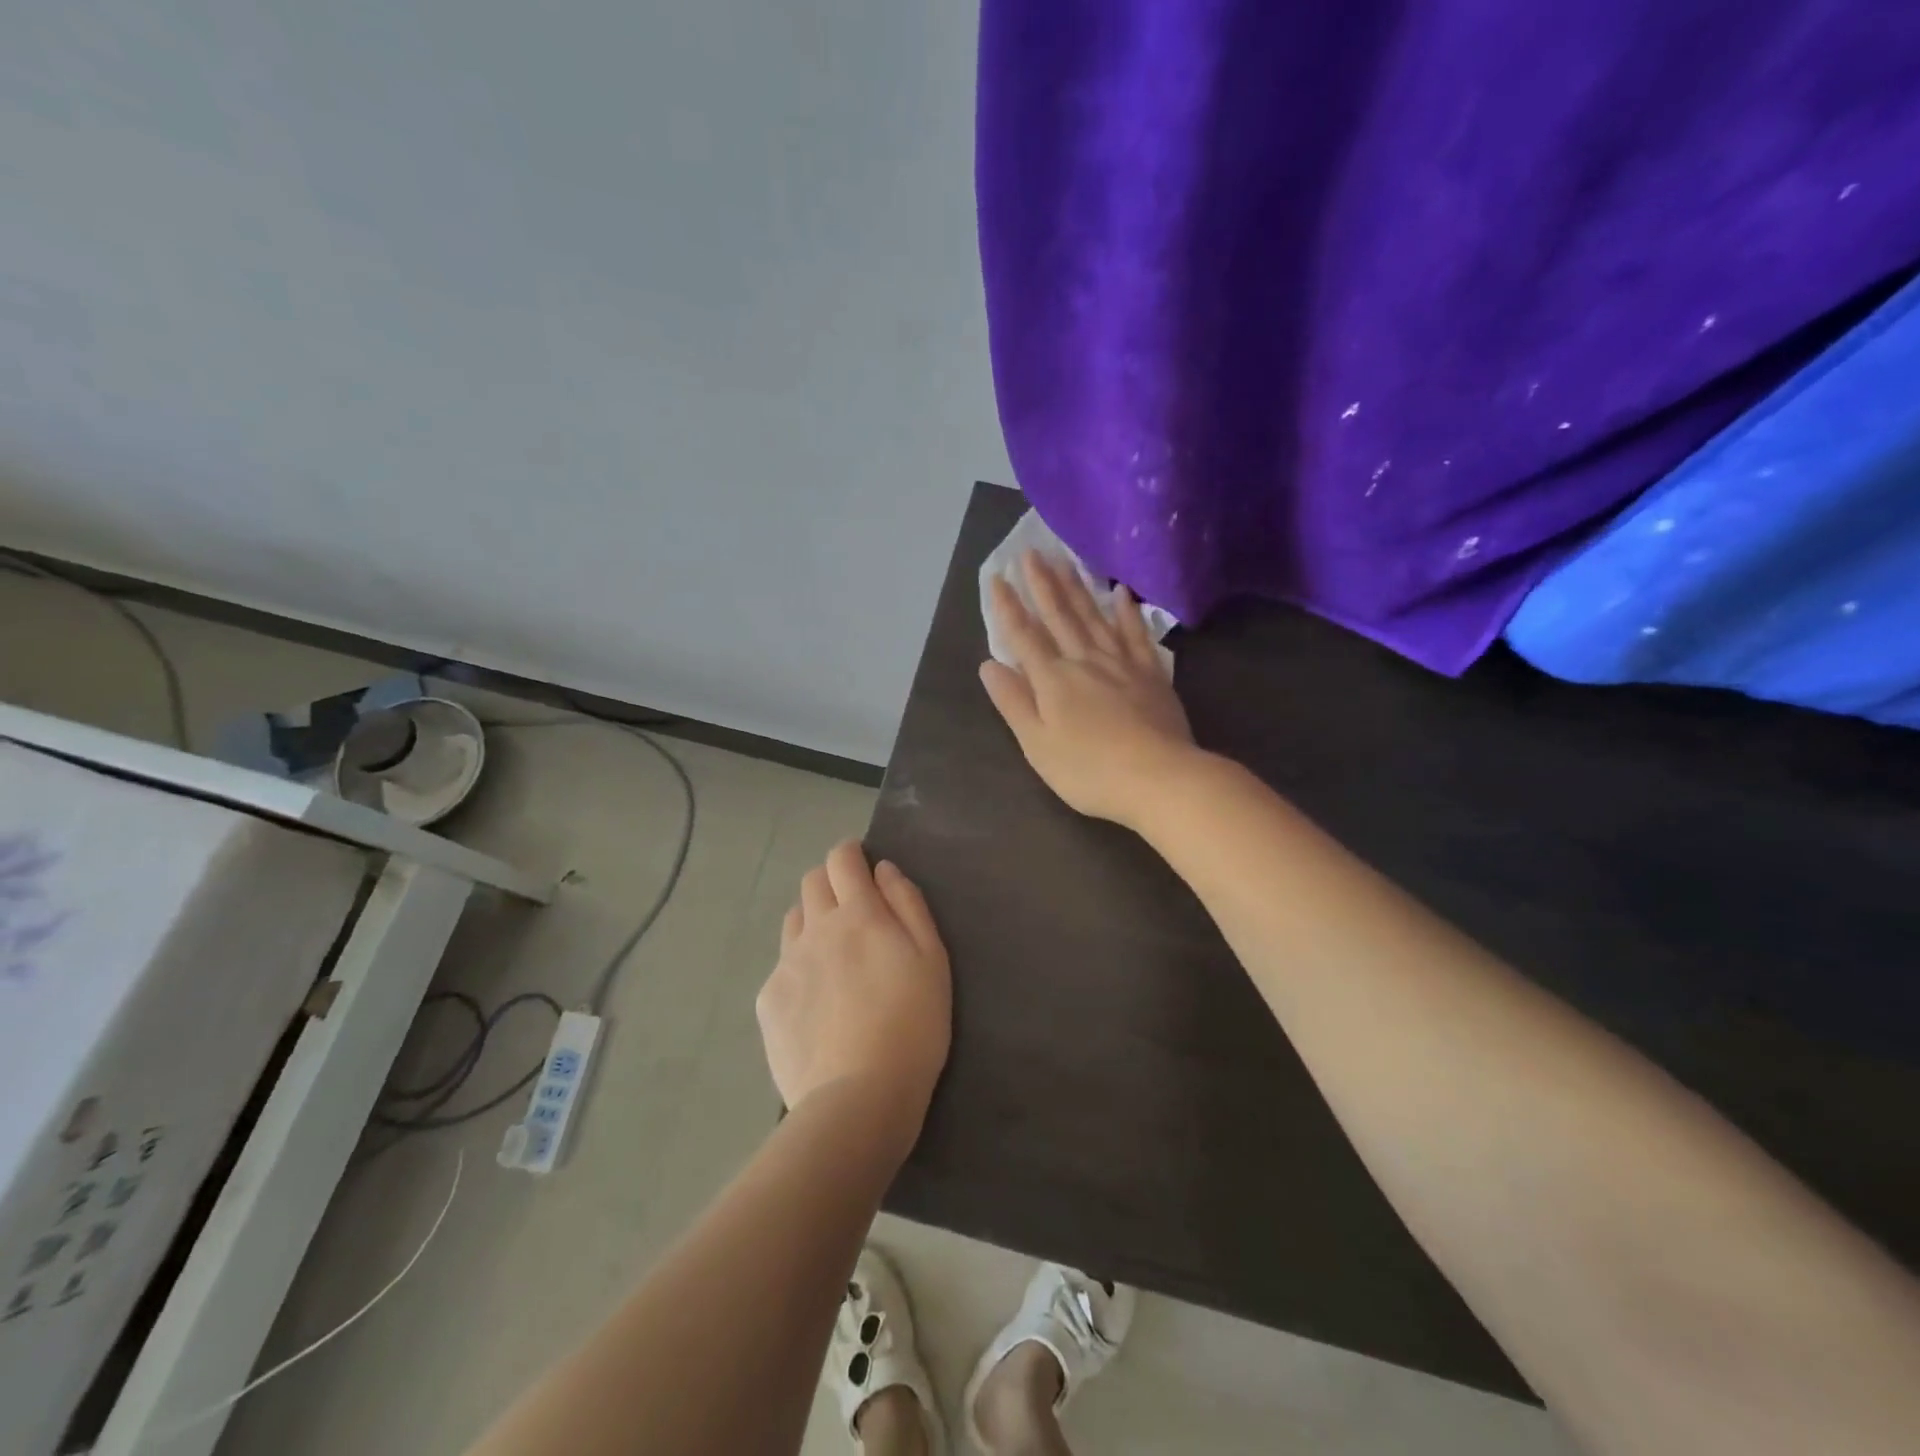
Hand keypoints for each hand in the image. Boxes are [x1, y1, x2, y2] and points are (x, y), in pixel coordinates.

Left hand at [756, 841, 950, 1146]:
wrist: (858, 1097)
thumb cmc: (913, 1025)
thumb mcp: (932, 959)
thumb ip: (908, 905)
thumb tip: (884, 870)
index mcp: (859, 914)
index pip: (842, 859)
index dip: (850, 853)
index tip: (860, 863)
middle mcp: (816, 929)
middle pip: (812, 882)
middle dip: (831, 882)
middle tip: (854, 911)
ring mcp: (787, 964)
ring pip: (794, 920)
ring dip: (813, 921)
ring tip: (834, 955)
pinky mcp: (768, 1000)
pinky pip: (782, 965)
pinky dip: (800, 967)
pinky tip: (818, 1002)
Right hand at [980, 550, 1197, 826]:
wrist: (1159, 778)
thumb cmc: (1089, 770)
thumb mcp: (1038, 744)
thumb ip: (1014, 702)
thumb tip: (989, 665)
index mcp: (1053, 679)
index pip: (1023, 635)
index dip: (1008, 606)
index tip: (997, 577)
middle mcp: (1084, 660)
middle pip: (1059, 616)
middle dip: (1042, 583)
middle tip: (1031, 551)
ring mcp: (1121, 663)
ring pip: (1094, 616)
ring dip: (1077, 587)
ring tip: (1065, 559)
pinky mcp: (1150, 673)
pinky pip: (1135, 633)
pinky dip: (1127, 611)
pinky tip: (1121, 592)